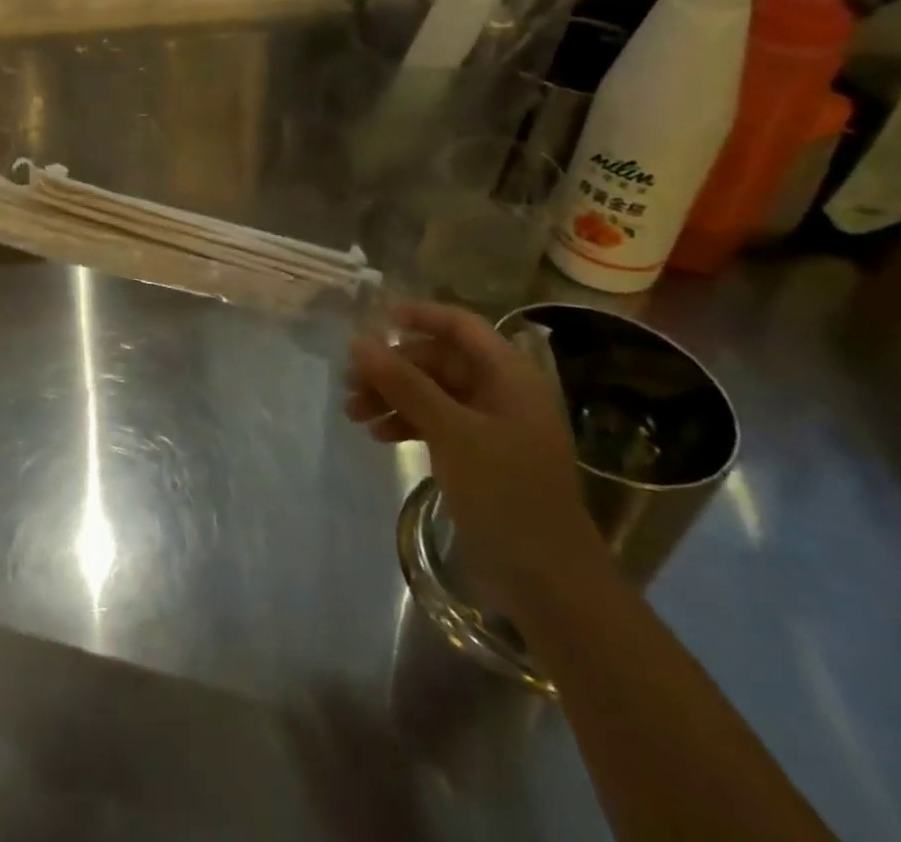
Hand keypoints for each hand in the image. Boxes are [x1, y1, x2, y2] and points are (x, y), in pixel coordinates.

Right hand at [347, 302, 608, 618]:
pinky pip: (436, 423)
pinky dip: (406, 423)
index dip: (418, 315)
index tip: (373, 321)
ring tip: (353, 413)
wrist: (550, 584)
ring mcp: (491, 427)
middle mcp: (502, 393)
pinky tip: (378, 436)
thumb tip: (359, 342)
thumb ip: (404, 383)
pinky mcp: (480, 457)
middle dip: (393, 367)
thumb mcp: (451, 432)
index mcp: (510, 376)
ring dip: (392, 397)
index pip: (460, 325)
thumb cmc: (506, 494)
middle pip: (439, 360)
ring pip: (432, 393)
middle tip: (350, 382)